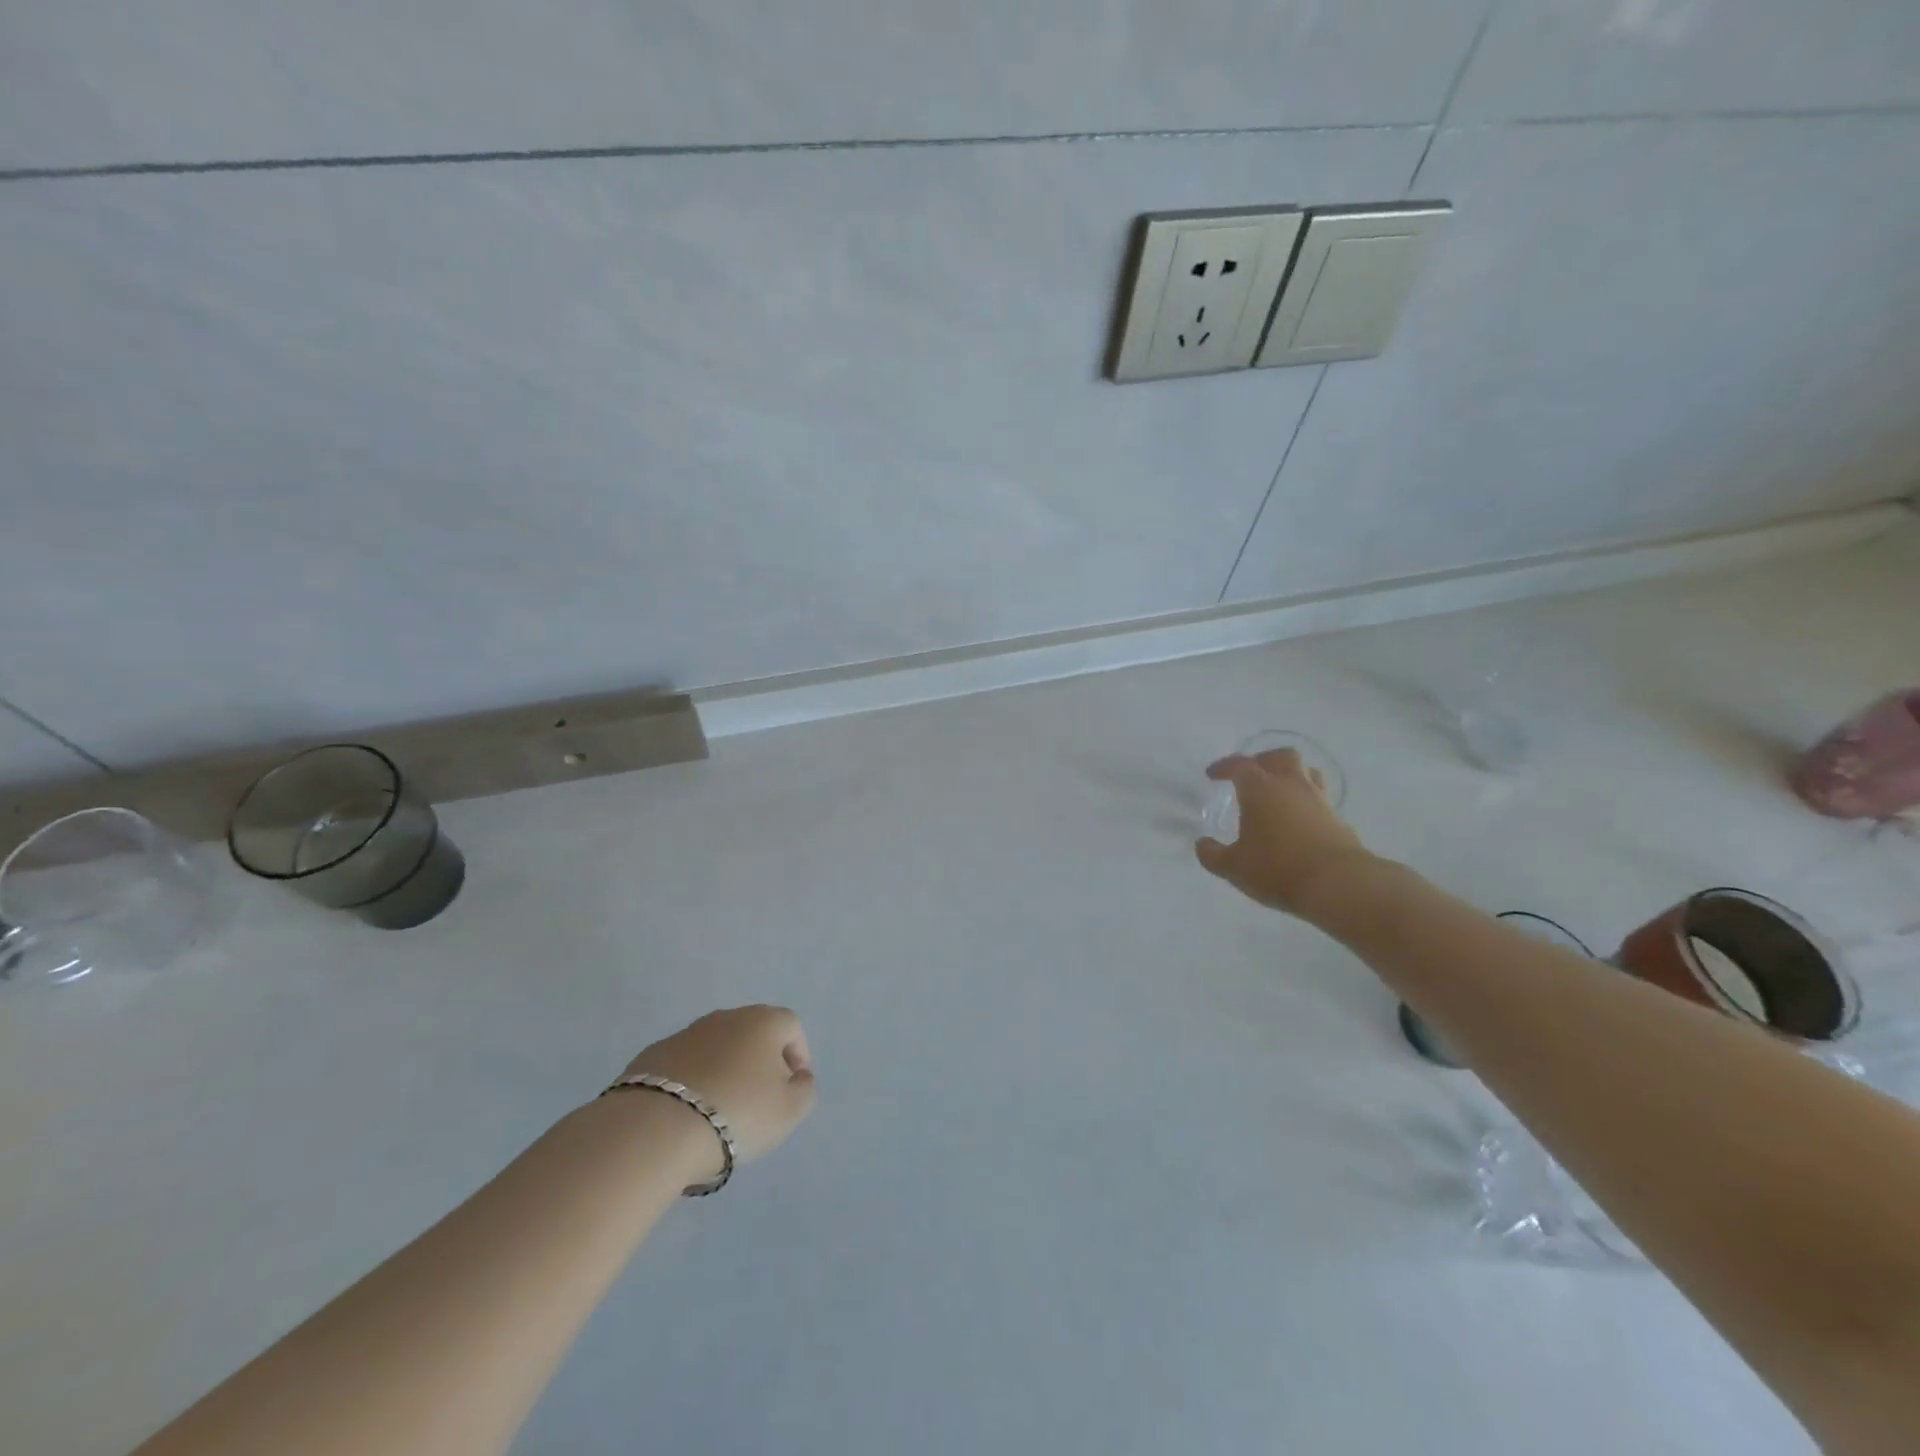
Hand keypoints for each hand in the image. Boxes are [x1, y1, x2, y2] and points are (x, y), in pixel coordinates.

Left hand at [622, 1006, 816, 1171]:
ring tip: (720, 1109)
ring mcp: (686, 1033)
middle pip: (753, 1033)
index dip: (798, 1054)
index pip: (791, 1026)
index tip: (793, 1086)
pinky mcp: (652, 1055)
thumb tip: (797, 1076)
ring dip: (724, 1070)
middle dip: (760, 1061)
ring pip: (716, 1047)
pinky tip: (687, 1113)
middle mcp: (726, 1017)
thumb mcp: (789, 1110)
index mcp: (763, 1021)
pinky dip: (692, 1081)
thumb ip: (804, 1089)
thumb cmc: (737, 1113)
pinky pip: (684, 1064)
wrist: (655, 1128)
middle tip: (759, 1098)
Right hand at [1194, 748, 1376, 917]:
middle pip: (1280, 757)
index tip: (1212, 775)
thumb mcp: (1234, 867)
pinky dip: (1305, 801)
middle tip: (1251, 774)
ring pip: (1306, 773)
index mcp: (1260, 789)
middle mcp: (1291, 786)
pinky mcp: (1338, 819)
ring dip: (1290, 776)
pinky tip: (1297, 819)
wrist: (1338, 884)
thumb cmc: (1277, 869)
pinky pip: (1319, 798)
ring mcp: (1318, 800)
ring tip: (1278, 792)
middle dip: (1263, 760)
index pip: (1240, 766)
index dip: (1224, 767)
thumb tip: (1202, 844)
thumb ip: (1213, 854)